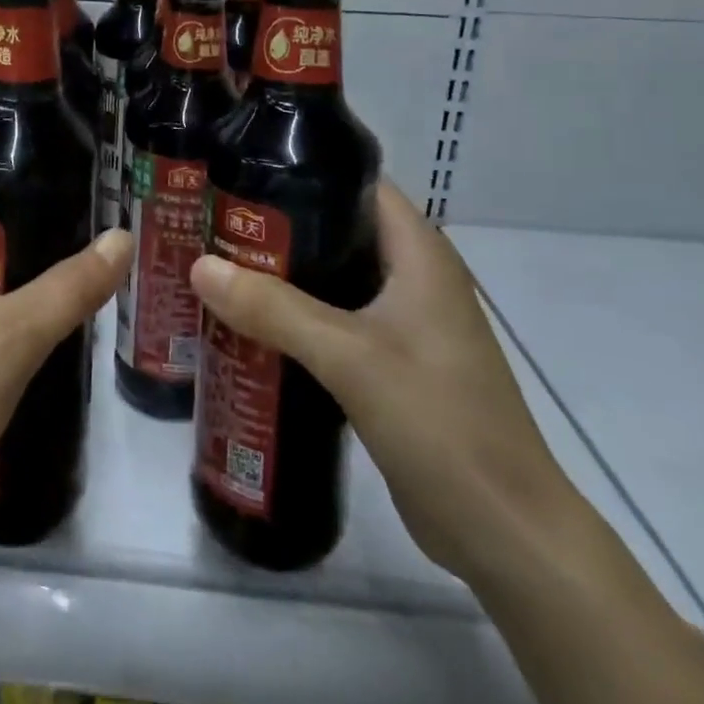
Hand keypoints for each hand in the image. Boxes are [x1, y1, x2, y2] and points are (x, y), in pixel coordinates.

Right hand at [189, 180, 582, 589]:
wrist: (503, 532)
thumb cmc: (439, 422)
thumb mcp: (350, 356)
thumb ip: (274, 308)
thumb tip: (200, 265)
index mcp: (420, 256)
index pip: (359, 186)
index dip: (304, 172)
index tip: (241, 174)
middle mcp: (414, 280)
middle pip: (338, 232)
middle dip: (278, 228)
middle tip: (213, 225)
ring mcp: (405, 326)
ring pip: (333, 281)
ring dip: (282, 277)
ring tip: (218, 269)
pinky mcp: (392, 366)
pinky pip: (334, 324)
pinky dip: (294, 318)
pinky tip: (248, 326)